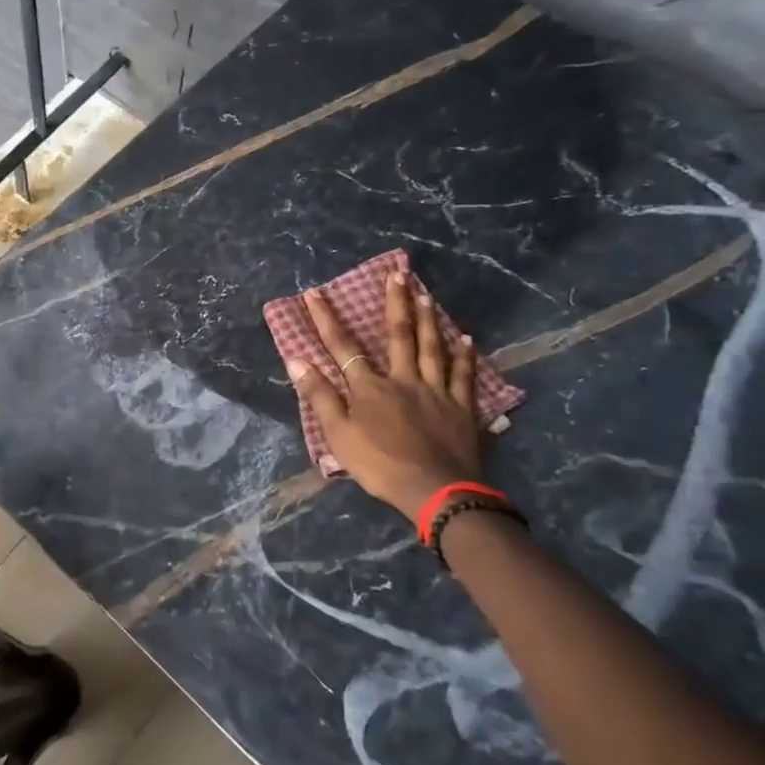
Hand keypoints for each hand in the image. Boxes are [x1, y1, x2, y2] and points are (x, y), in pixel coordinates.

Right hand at [285, 273, 483, 517]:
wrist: (435, 490)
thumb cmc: (379, 464)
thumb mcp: (338, 434)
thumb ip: (320, 395)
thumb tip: (296, 359)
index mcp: (370, 388)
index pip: (343, 347)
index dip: (326, 319)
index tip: (314, 293)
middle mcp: (403, 379)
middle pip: (398, 336)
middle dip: (395, 303)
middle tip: (397, 274)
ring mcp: (436, 391)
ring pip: (433, 348)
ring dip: (429, 320)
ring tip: (427, 294)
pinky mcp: (461, 408)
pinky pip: (464, 376)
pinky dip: (465, 356)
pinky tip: (467, 339)